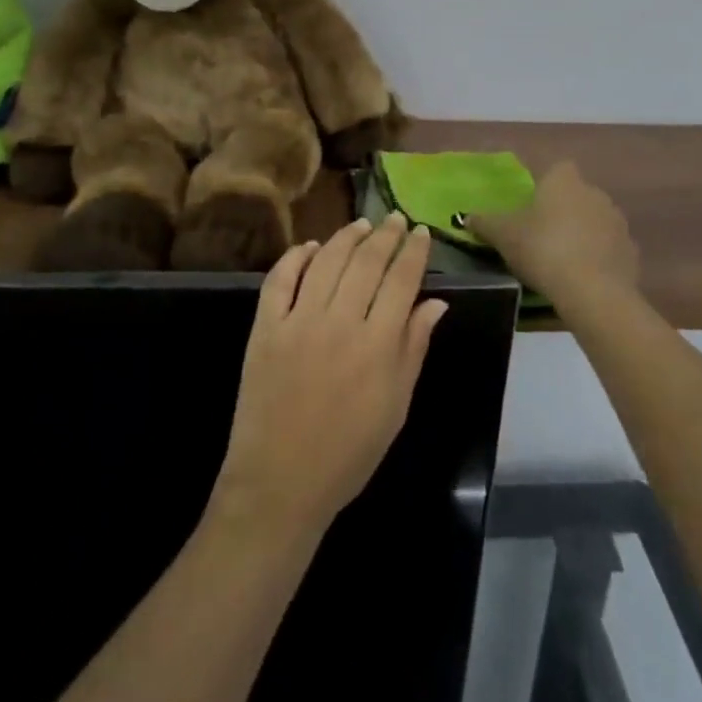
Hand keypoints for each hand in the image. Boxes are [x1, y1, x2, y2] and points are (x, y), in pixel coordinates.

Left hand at [211, 214, 446, 541]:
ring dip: (346, 237)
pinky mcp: (264, 328)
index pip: (401, 280)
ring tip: (361, 225)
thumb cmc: (349, 452)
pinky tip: (311, 247)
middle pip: (366, 262)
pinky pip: (279, 279)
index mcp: (377, 344)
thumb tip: (436, 301)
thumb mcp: (396, 406)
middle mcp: (339, 322)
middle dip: (385, 235)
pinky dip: (296, 257)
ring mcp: (297, 321)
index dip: (414, 251)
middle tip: (395, 219)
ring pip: (326, 261)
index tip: (422, 232)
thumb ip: (414, 348)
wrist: (280, 483)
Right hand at [466, 161, 639, 315]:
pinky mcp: (631, 251)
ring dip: (581, 233)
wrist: (593, 292)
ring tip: (560, 259)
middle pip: (575, 194)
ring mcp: (617, 222)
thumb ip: (484, 222)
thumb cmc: (543, 250)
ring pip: (594, 220)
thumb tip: (466, 216)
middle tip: (539, 233)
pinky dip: (597, 256)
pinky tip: (581, 276)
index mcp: (564, 180)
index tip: (529, 205)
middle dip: (561, 210)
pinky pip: (608, 247)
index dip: (542, 184)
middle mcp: (595, 192)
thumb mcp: (503, 235)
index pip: (555, 169)